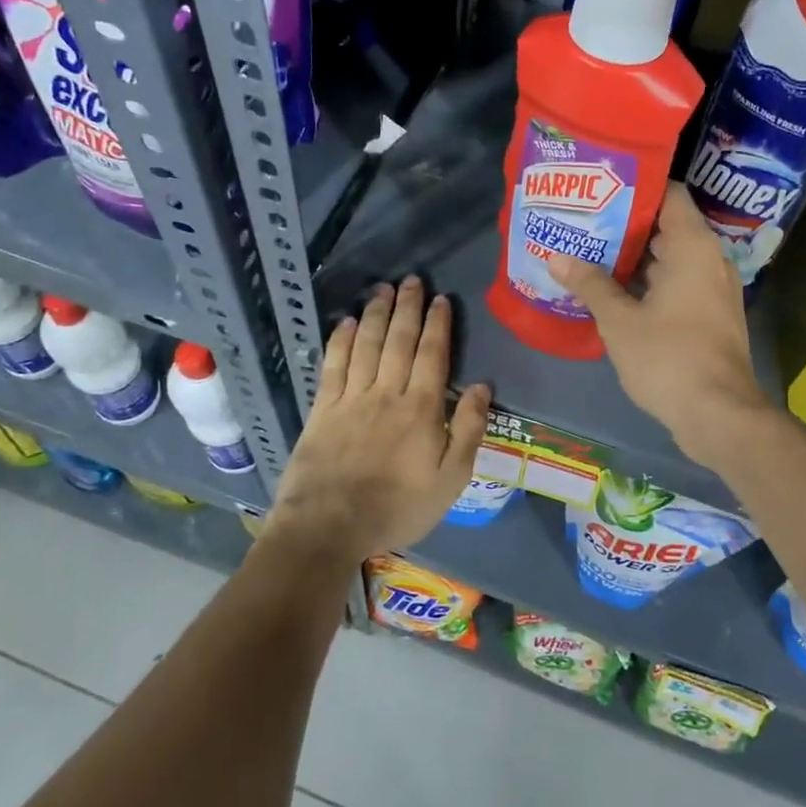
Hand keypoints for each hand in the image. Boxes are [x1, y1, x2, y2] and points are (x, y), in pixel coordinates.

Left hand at [266, 276, 490, 562]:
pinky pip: (333, 365)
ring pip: (366, 345)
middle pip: (399, 340)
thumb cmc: (397, 507)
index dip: (438, 324)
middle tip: (411, 280)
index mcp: (421, 409)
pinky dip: (340, 340)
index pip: (433, 354)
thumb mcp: (451, 480)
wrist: (330, 525)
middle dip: (407, 308)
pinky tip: (345, 322)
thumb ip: (469, 430)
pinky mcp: (322, 408)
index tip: (441, 299)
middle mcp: (387, 393)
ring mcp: (351, 398)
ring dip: (375, 314)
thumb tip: (483, 387)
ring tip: (382, 289)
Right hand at [550, 184, 770, 467]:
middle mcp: (709, 260)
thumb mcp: (620, 321)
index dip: (636, 186)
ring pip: (669, 260)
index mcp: (693, 247)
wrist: (718, 415)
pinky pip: (676, 285)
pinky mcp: (709, 316)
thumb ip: (590, 284)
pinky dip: (647, 284)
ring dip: (633, 259)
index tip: (600, 187)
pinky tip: (611, 292)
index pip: (669, 194)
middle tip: (582, 221)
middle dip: (624, 225)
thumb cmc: (668, 357)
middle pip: (666, 227)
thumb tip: (556, 257)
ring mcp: (712, 290)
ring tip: (588, 253)